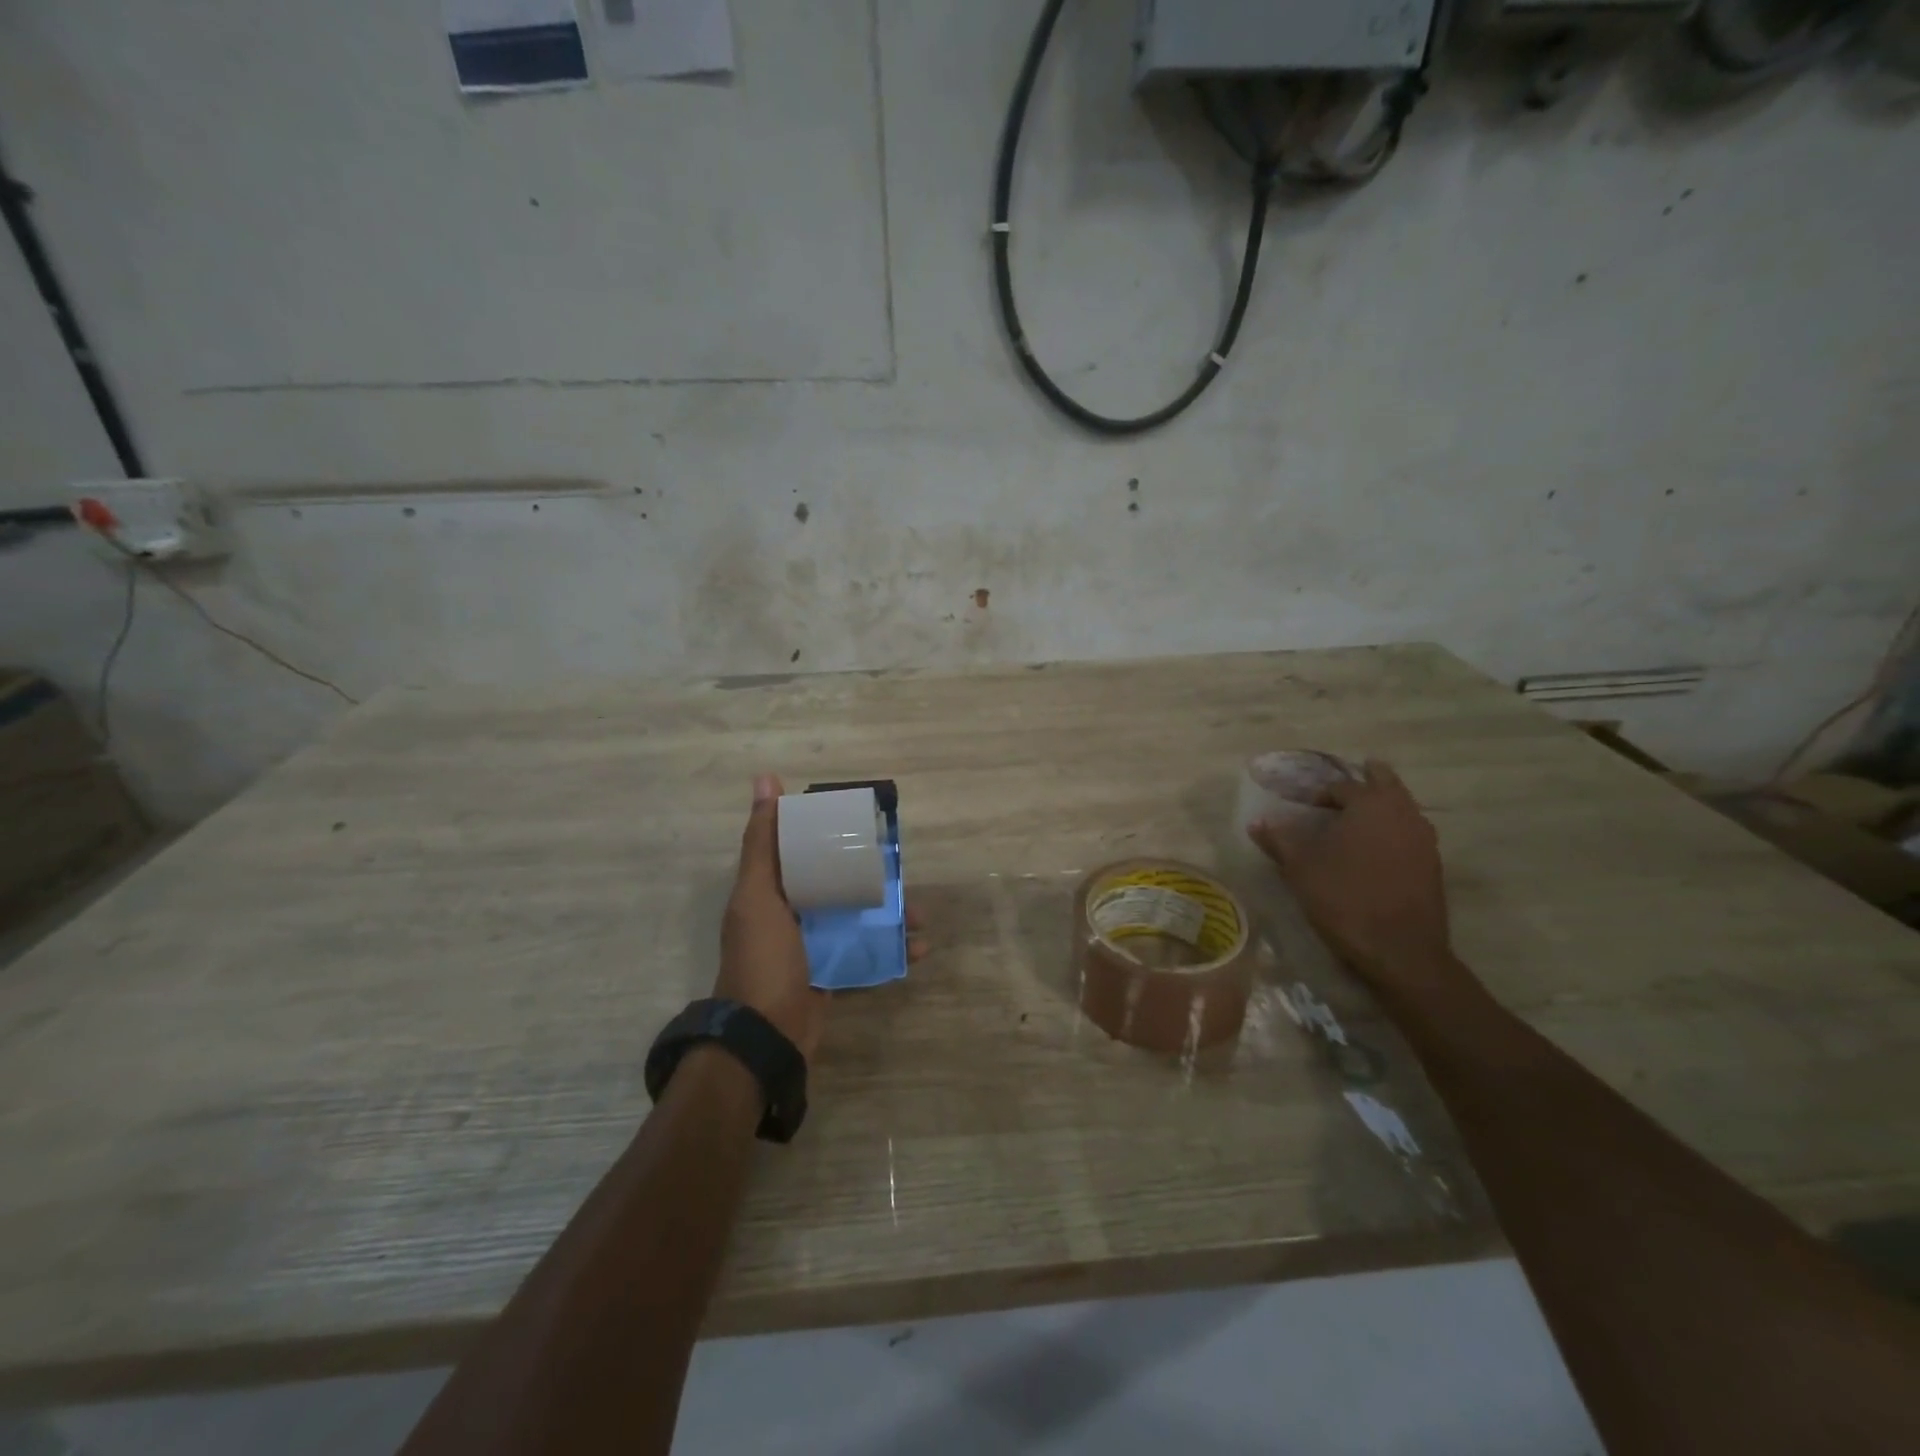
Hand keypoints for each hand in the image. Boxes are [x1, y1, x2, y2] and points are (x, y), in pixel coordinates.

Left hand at [717, 774, 927, 1063]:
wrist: (766, 1036)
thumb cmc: (763, 958)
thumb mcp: (759, 894)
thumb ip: (763, 840)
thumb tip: (765, 778)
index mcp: (771, 891)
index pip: (802, 851)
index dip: (828, 835)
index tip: (862, 823)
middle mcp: (792, 915)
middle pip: (837, 884)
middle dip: (870, 877)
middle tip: (901, 871)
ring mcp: (815, 947)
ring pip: (858, 919)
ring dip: (890, 916)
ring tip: (919, 915)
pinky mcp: (833, 975)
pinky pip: (867, 956)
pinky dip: (892, 952)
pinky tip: (918, 948)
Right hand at [1247, 760, 1465, 1004]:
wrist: (1400, 950)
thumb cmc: (1344, 898)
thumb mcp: (1300, 868)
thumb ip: (1279, 840)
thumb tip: (1257, 822)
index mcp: (1370, 805)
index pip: (1343, 786)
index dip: (1321, 794)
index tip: (1305, 808)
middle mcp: (1403, 813)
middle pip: (1387, 784)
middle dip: (1369, 779)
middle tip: (1353, 780)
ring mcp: (1424, 840)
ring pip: (1404, 808)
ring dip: (1385, 805)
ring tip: (1362, 817)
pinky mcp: (1432, 866)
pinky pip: (1411, 834)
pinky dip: (1394, 831)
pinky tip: (1378, 850)